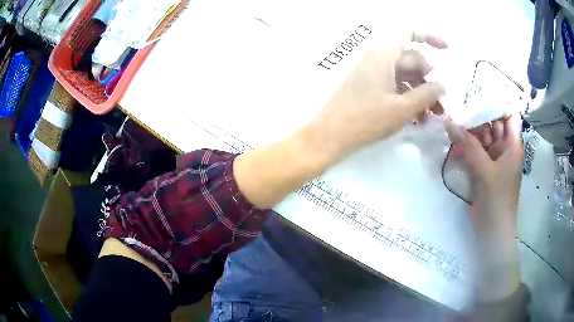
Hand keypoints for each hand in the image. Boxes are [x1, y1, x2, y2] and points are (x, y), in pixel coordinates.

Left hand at [235, 32, 446, 209]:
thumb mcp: (402, 107)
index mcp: (384, 53)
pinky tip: (419, 117)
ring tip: (434, 115)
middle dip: (430, 78)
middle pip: (412, 58)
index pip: (409, 33)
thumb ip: (426, 94)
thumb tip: (443, 84)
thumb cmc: (366, 119)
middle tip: (442, 103)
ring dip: (421, 91)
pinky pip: (395, 84)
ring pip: (405, 74)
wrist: (330, 135)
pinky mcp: (370, 85)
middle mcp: (378, 57)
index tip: (448, 49)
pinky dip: (408, 97)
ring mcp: (373, 71)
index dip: (430, 37)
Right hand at [445, 115, 523, 237]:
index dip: (497, 105)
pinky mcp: (486, 170)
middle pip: (493, 124)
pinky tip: (455, 151)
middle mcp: (505, 148)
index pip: (509, 115)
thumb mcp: (484, 170)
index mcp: (512, 145)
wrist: (493, 231)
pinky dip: (467, 150)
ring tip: (452, 133)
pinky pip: (477, 153)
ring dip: (469, 135)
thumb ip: (467, 145)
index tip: (477, 101)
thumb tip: (449, 121)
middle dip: (477, 119)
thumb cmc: (496, 199)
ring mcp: (495, 160)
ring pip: (483, 139)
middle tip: (457, 115)